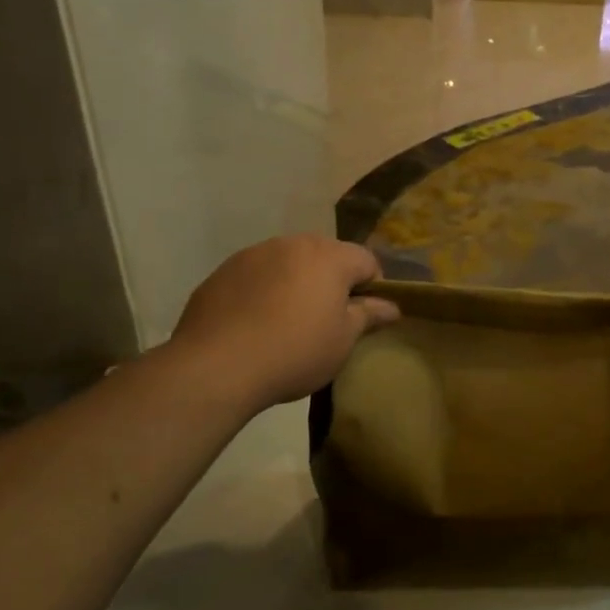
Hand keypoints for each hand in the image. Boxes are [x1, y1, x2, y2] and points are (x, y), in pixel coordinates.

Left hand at [170, 236, 399, 412]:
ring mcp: (255, 254)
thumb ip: (369, 316)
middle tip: (327, 320)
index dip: (373, 287)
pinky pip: (257, 275)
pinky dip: (264, 291)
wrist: (216, 366)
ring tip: (287, 322)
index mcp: (329, 256)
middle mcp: (293, 243)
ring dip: (296, 283)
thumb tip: (392, 306)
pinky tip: (255, 324)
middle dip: (332, 282)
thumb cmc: (295, 351)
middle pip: (326, 256)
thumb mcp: (343, 340)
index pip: (366, 261)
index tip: (363, 317)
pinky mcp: (224, 271)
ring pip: (289, 263)